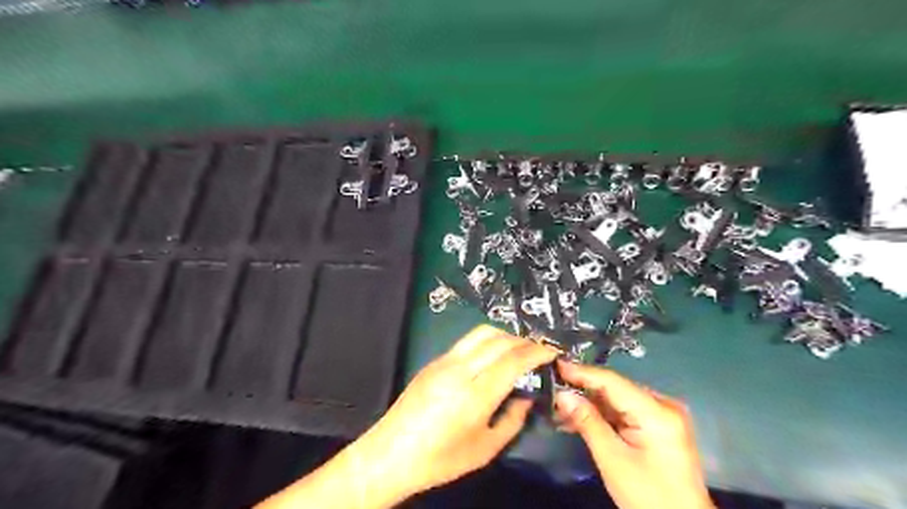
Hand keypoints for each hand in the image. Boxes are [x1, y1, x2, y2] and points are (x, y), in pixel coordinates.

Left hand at [342, 327, 557, 505]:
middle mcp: (460, 370)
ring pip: (482, 333)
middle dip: (524, 341)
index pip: (513, 360)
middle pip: (499, 340)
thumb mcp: (485, 448)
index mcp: (475, 395)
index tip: (552, 352)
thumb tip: (527, 396)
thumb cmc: (441, 459)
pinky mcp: (434, 360)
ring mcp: (445, 361)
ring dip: (505, 336)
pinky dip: (487, 341)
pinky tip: (492, 356)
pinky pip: (467, 341)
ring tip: (518, 350)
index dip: (537, 352)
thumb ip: (512, 420)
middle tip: (539, 352)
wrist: (391, 453)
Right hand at [553, 362, 715, 507]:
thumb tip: (562, 395)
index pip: (613, 382)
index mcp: (657, 412)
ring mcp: (662, 415)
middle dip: (583, 390)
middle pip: (615, 389)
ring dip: (590, 405)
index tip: (556, 364)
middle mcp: (663, 405)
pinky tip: (580, 420)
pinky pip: (624, 412)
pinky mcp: (658, 426)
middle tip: (553, 390)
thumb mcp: (612, 459)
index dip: (582, 372)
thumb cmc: (648, 496)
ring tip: (560, 409)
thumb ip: (587, 422)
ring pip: (617, 400)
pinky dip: (603, 416)